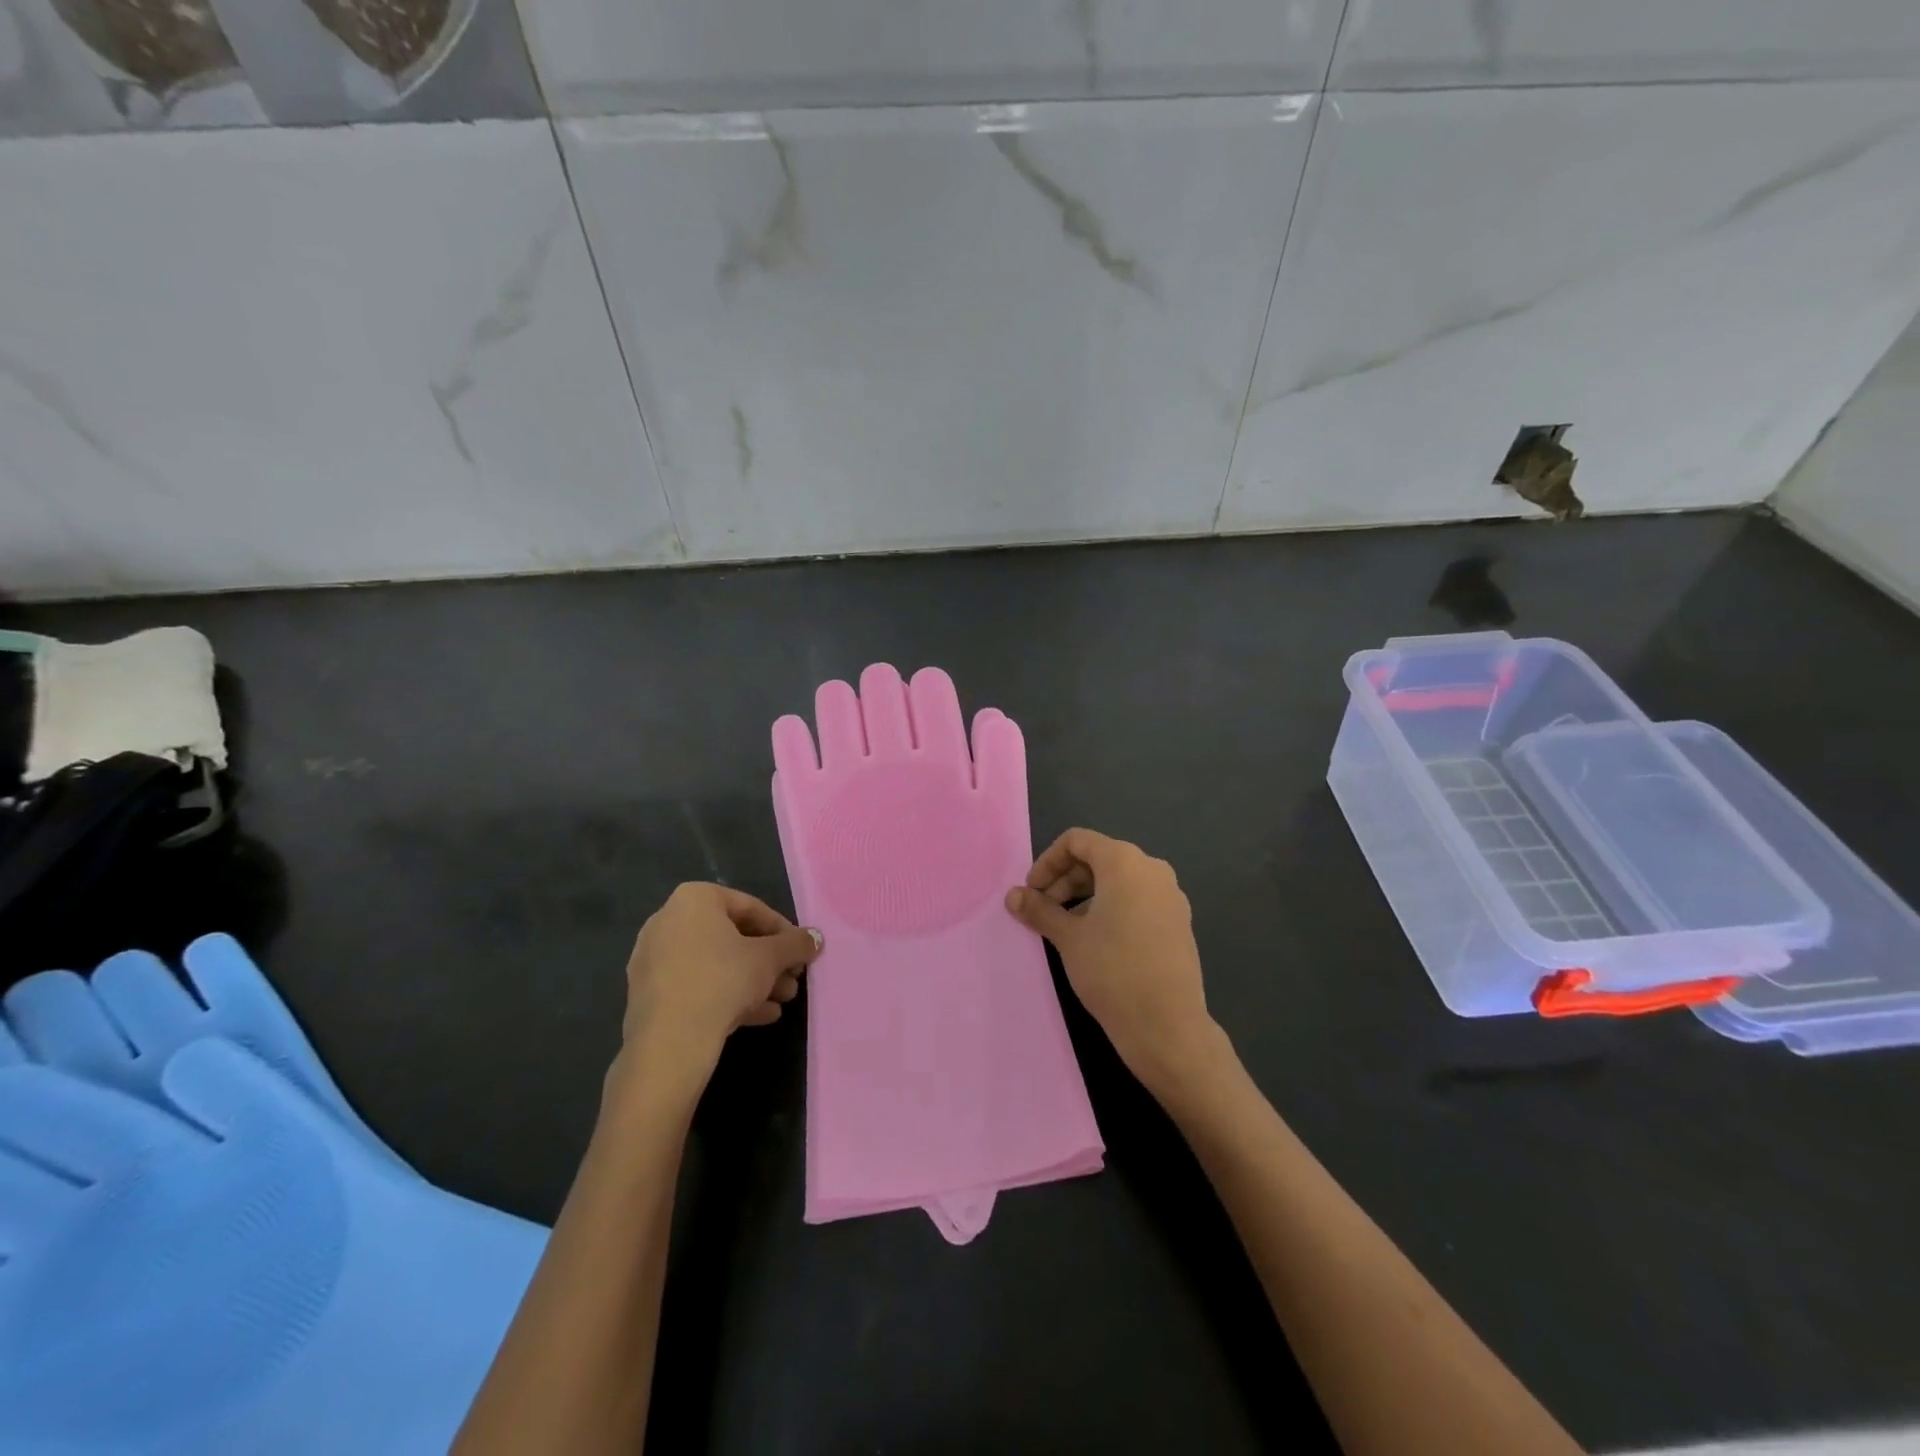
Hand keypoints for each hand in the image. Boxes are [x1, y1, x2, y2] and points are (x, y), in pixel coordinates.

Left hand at [617, 883, 822, 1097]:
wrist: (669, 1042)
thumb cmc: (723, 980)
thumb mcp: (770, 959)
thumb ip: (796, 944)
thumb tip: (816, 938)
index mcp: (694, 899)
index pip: (751, 908)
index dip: (783, 931)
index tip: (800, 952)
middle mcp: (668, 920)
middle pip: (732, 936)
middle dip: (768, 960)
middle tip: (793, 979)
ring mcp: (654, 958)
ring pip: (715, 963)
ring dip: (753, 980)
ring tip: (782, 1001)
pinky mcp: (649, 993)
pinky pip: (696, 985)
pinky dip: (727, 994)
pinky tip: (759, 1015)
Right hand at [1005, 829, 1223, 1100]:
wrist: (1167, 1025)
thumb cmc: (1112, 971)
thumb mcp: (1068, 938)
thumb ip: (1039, 910)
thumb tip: (1013, 896)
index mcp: (1125, 862)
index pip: (1078, 841)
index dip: (1048, 861)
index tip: (1032, 892)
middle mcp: (1152, 869)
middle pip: (1099, 858)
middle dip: (1065, 880)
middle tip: (1043, 912)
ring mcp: (1170, 896)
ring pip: (1119, 881)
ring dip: (1086, 896)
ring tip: (1066, 929)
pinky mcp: (1178, 921)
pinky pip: (1138, 900)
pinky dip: (1111, 908)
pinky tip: (1096, 941)